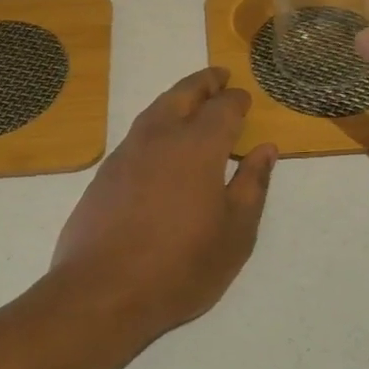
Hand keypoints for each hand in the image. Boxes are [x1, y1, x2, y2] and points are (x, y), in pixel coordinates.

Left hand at [52, 68, 277, 333]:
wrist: (102, 293)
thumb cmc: (181, 266)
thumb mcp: (235, 232)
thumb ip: (253, 185)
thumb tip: (265, 149)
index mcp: (198, 146)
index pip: (223, 107)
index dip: (236, 100)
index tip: (245, 98)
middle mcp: (160, 137)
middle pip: (183, 94)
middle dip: (204, 82)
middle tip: (219, 75)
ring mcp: (127, 153)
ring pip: (155, 109)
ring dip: (177, 98)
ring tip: (191, 100)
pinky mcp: (104, 173)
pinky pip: (137, 133)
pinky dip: (156, 122)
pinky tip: (160, 142)